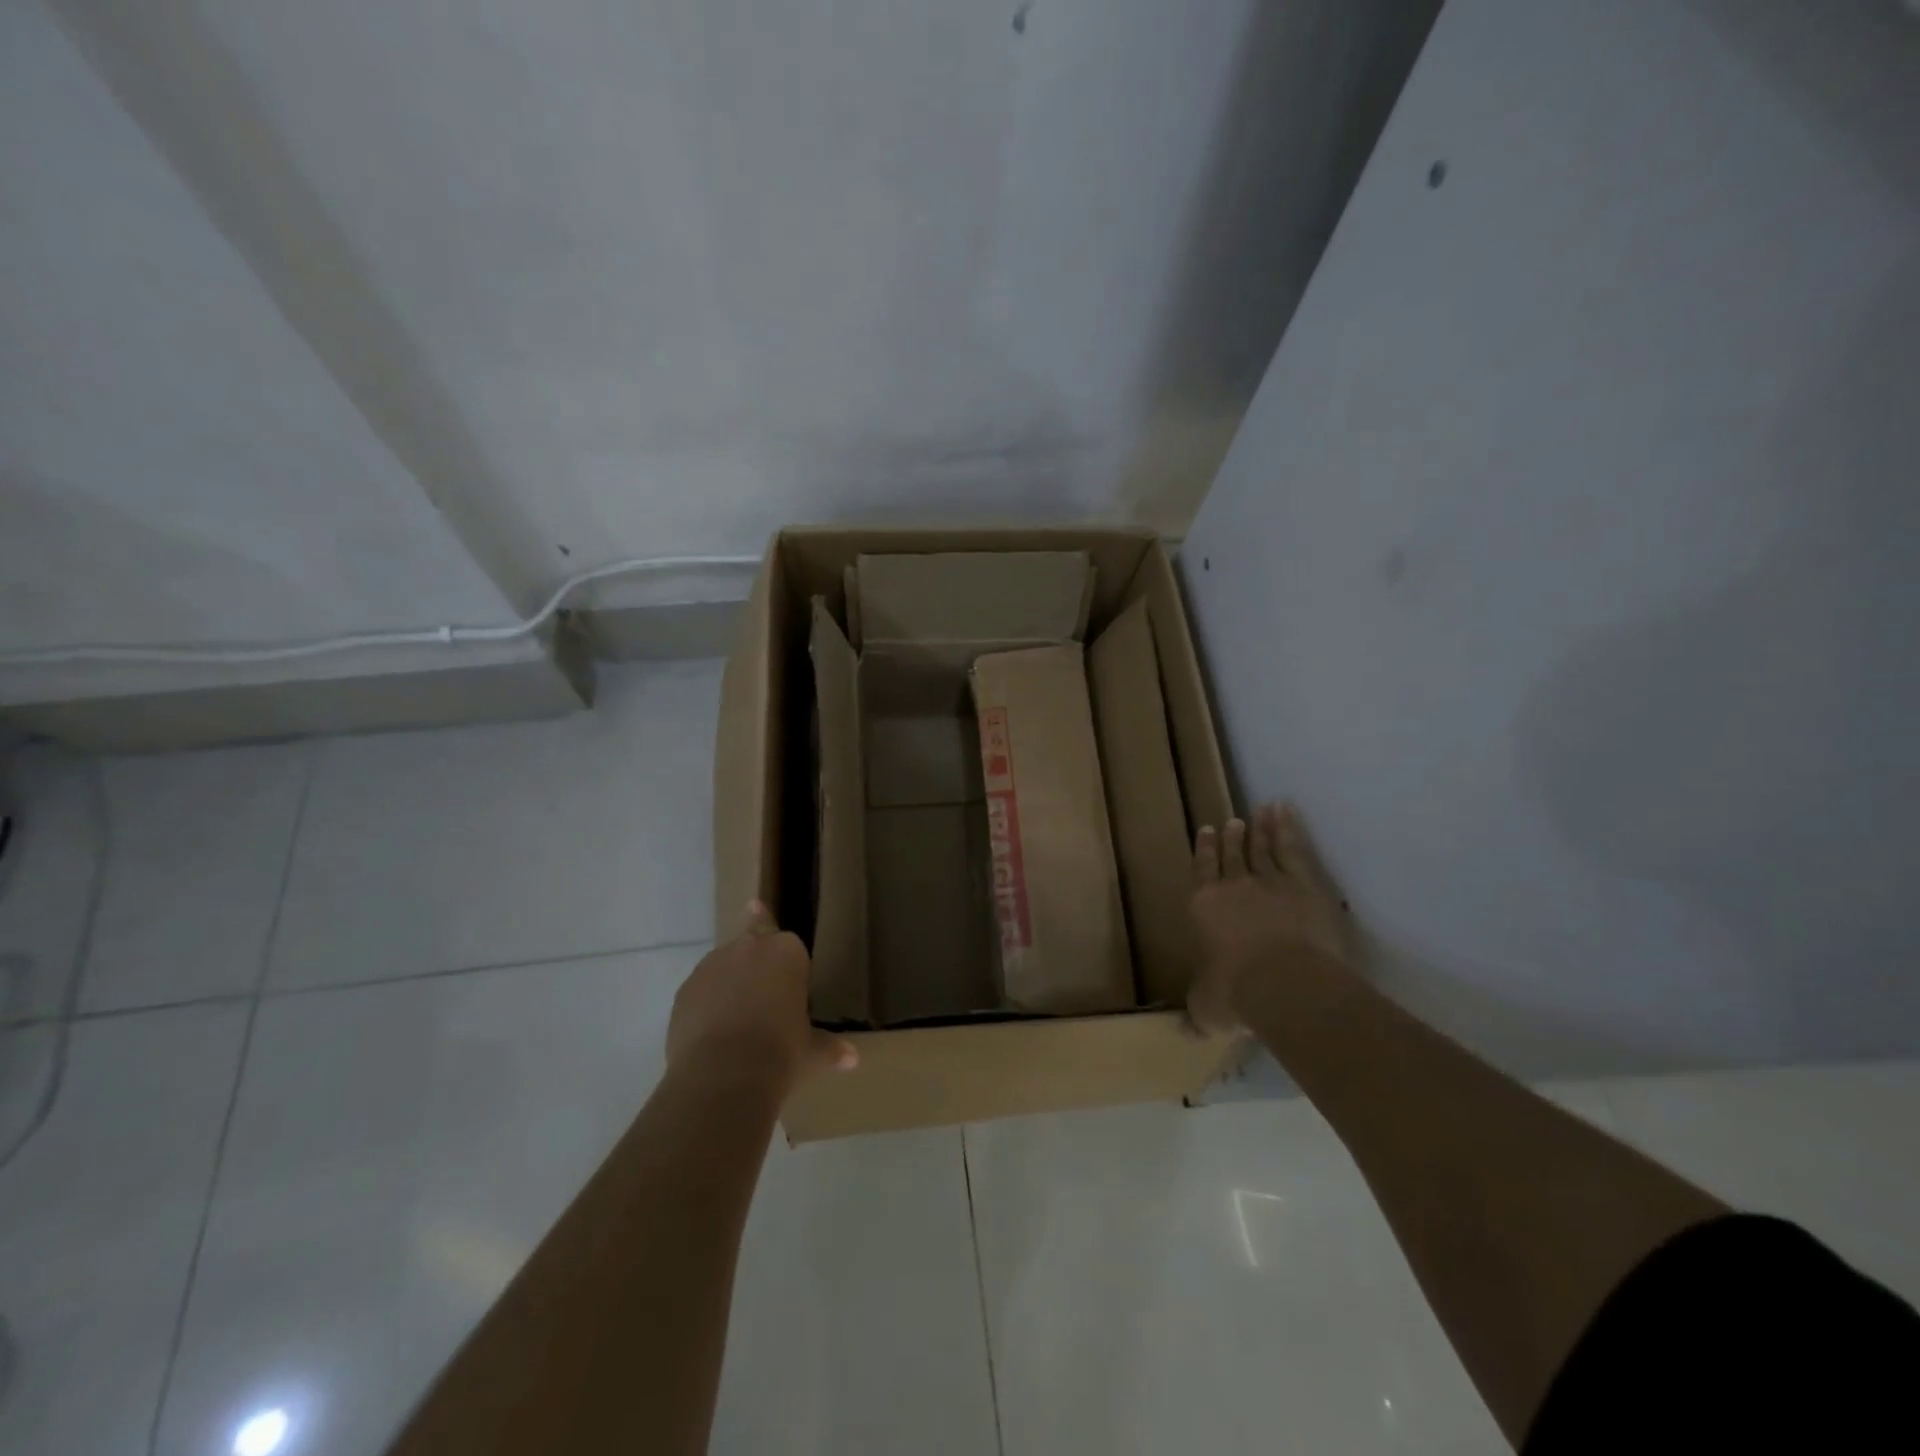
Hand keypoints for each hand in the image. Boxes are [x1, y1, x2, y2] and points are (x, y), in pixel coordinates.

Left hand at [667, 901, 857, 1097]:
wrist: (722, 1077)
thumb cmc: (781, 1053)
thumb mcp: (812, 1053)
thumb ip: (830, 1048)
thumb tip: (852, 1059)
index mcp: (786, 952)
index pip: (789, 941)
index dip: (788, 962)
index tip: (789, 983)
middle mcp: (747, 948)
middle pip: (753, 945)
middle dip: (757, 966)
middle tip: (763, 998)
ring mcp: (711, 967)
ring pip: (723, 967)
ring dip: (730, 985)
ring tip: (737, 1024)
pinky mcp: (683, 992)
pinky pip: (700, 992)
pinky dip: (706, 1006)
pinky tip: (713, 1037)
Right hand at [1186, 802, 1353, 1034]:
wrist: (1284, 982)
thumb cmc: (1236, 992)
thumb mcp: (1207, 1007)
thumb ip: (1197, 1011)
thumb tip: (1184, 1031)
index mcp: (1204, 906)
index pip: (1202, 870)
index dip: (1204, 850)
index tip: (1207, 831)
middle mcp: (1233, 886)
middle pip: (1233, 854)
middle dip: (1233, 837)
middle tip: (1233, 820)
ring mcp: (1270, 880)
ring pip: (1263, 848)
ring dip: (1261, 829)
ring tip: (1260, 811)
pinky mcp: (1304, 883)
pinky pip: (1293, 848)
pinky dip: (1289, 828)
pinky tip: (1287, 813)